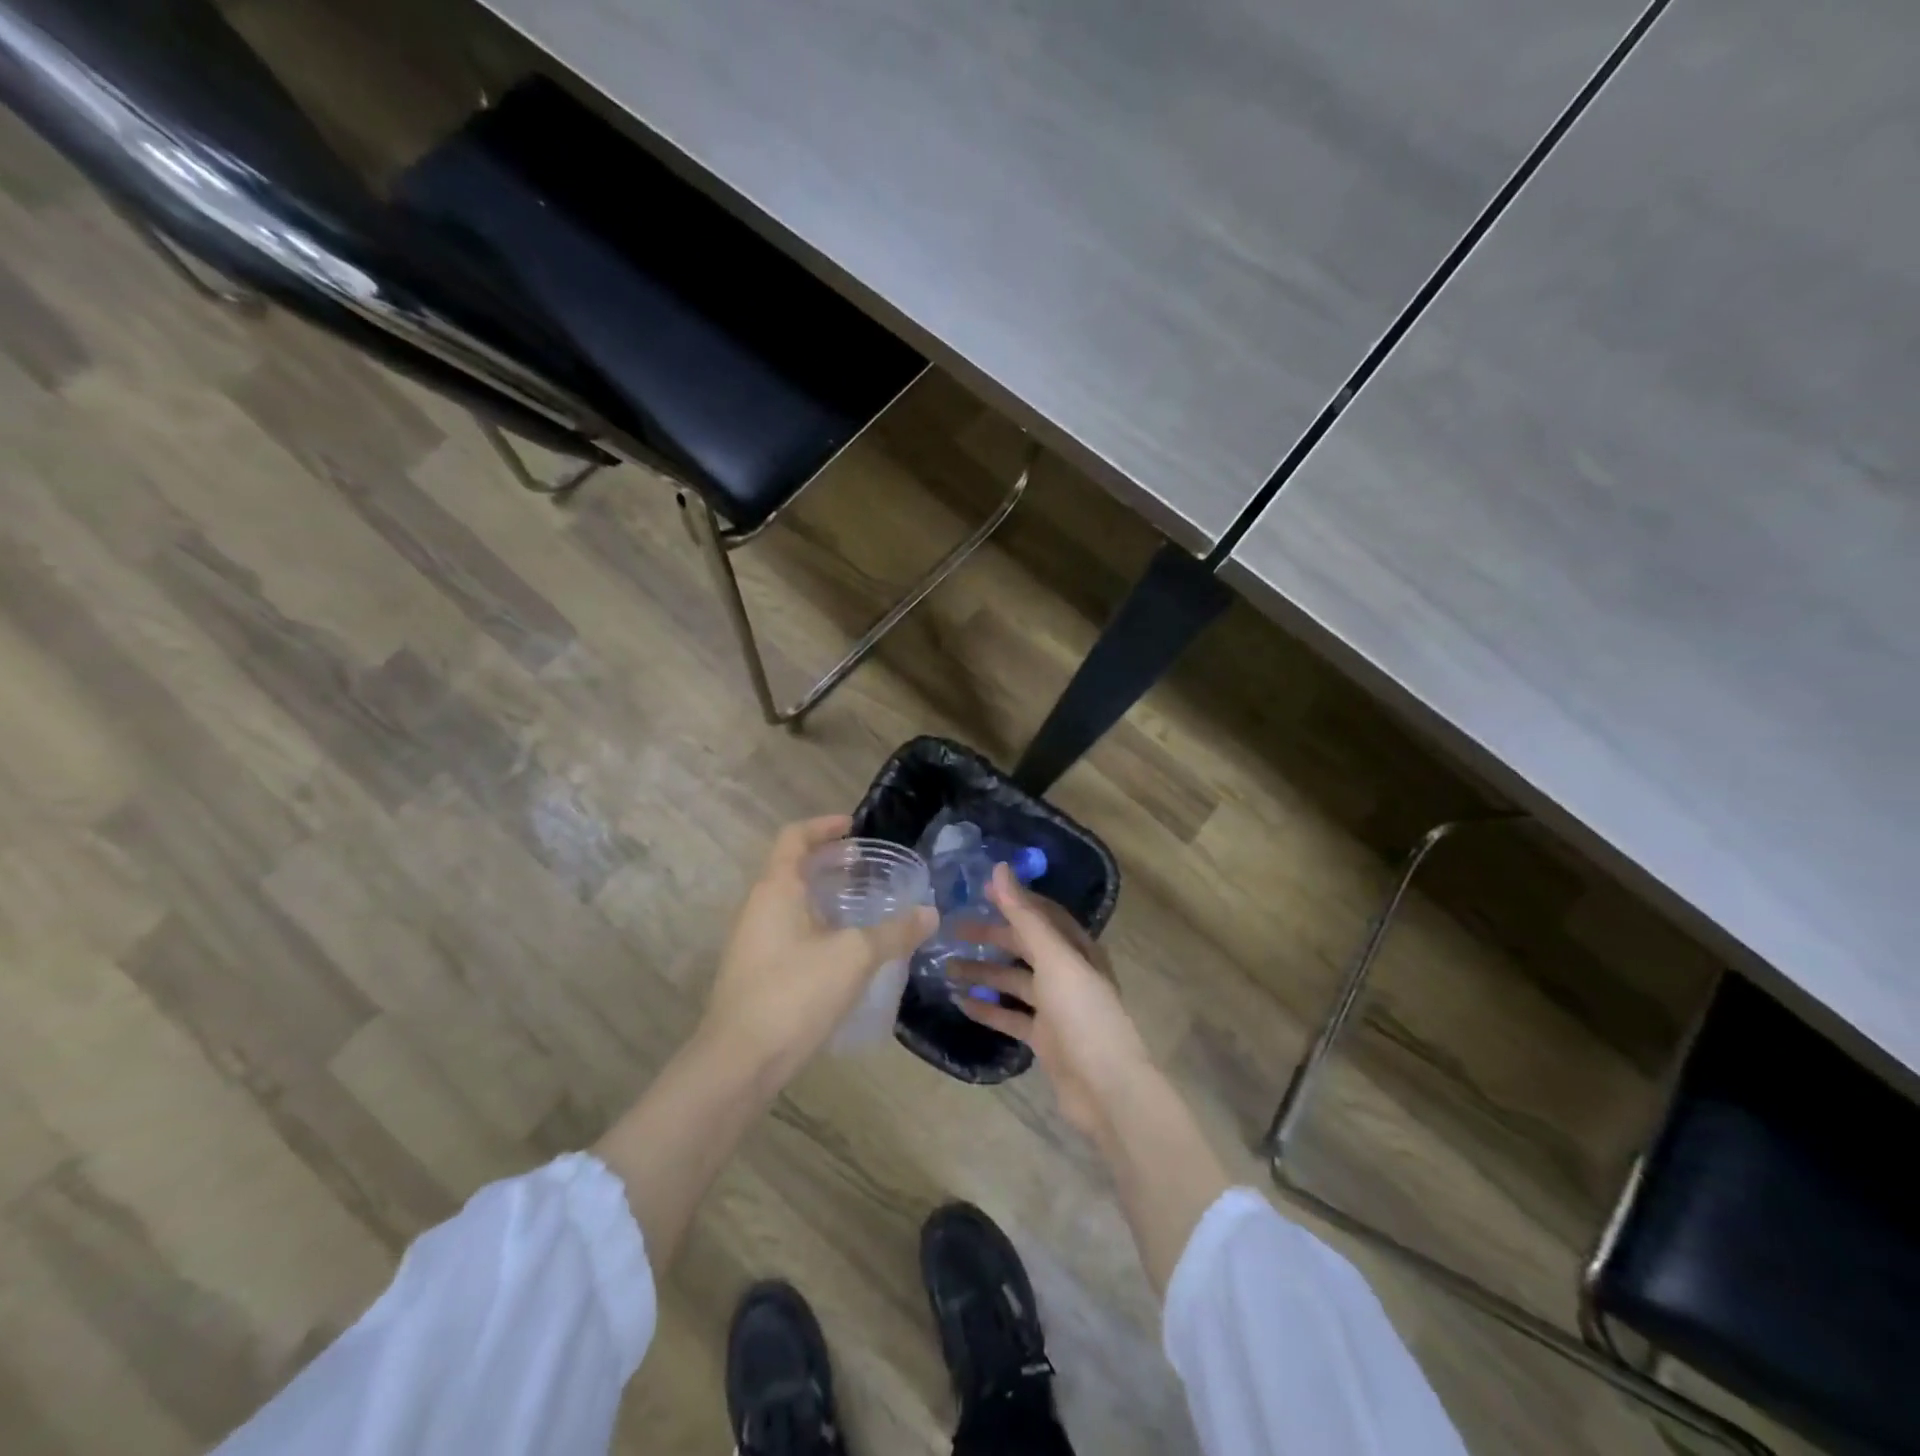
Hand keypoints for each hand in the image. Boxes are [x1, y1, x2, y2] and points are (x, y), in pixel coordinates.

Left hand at [699, 816, 935, 1086]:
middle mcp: (759, 907)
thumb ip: (894, 932)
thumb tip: (930, 913)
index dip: (824, 826)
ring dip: (825, 898)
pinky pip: (791, 932)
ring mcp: (753, 941)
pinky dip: (819, 927)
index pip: (794, 837)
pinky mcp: (756, 972)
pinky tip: (846, 952)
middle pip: (793, 869)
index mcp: (776, 888)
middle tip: (869, 871)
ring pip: (793, 904)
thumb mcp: (854, 957)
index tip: (855, 827)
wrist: (739, 1062)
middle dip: (831, 865)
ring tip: (864, 908)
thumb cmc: (794, 993)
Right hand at [950, 864, 1155, 1138]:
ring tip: (947, 968)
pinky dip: (988, 1008)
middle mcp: (1068, 973)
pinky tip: (960, 1002)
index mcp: (1077, 949)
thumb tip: (999, 869)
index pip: (1042, 914)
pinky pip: (1011, 1016)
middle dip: (991, 936)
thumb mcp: (1054, 959)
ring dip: (984, 973)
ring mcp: (1056, 1008)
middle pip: (1025, 946)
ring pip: (1014, 981)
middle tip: (952, 930)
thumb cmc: (1083, 1014)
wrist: (1106, 1089)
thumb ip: (1024, 916)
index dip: (1014, 900)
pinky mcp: (1045, 1038)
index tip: (979, 891)